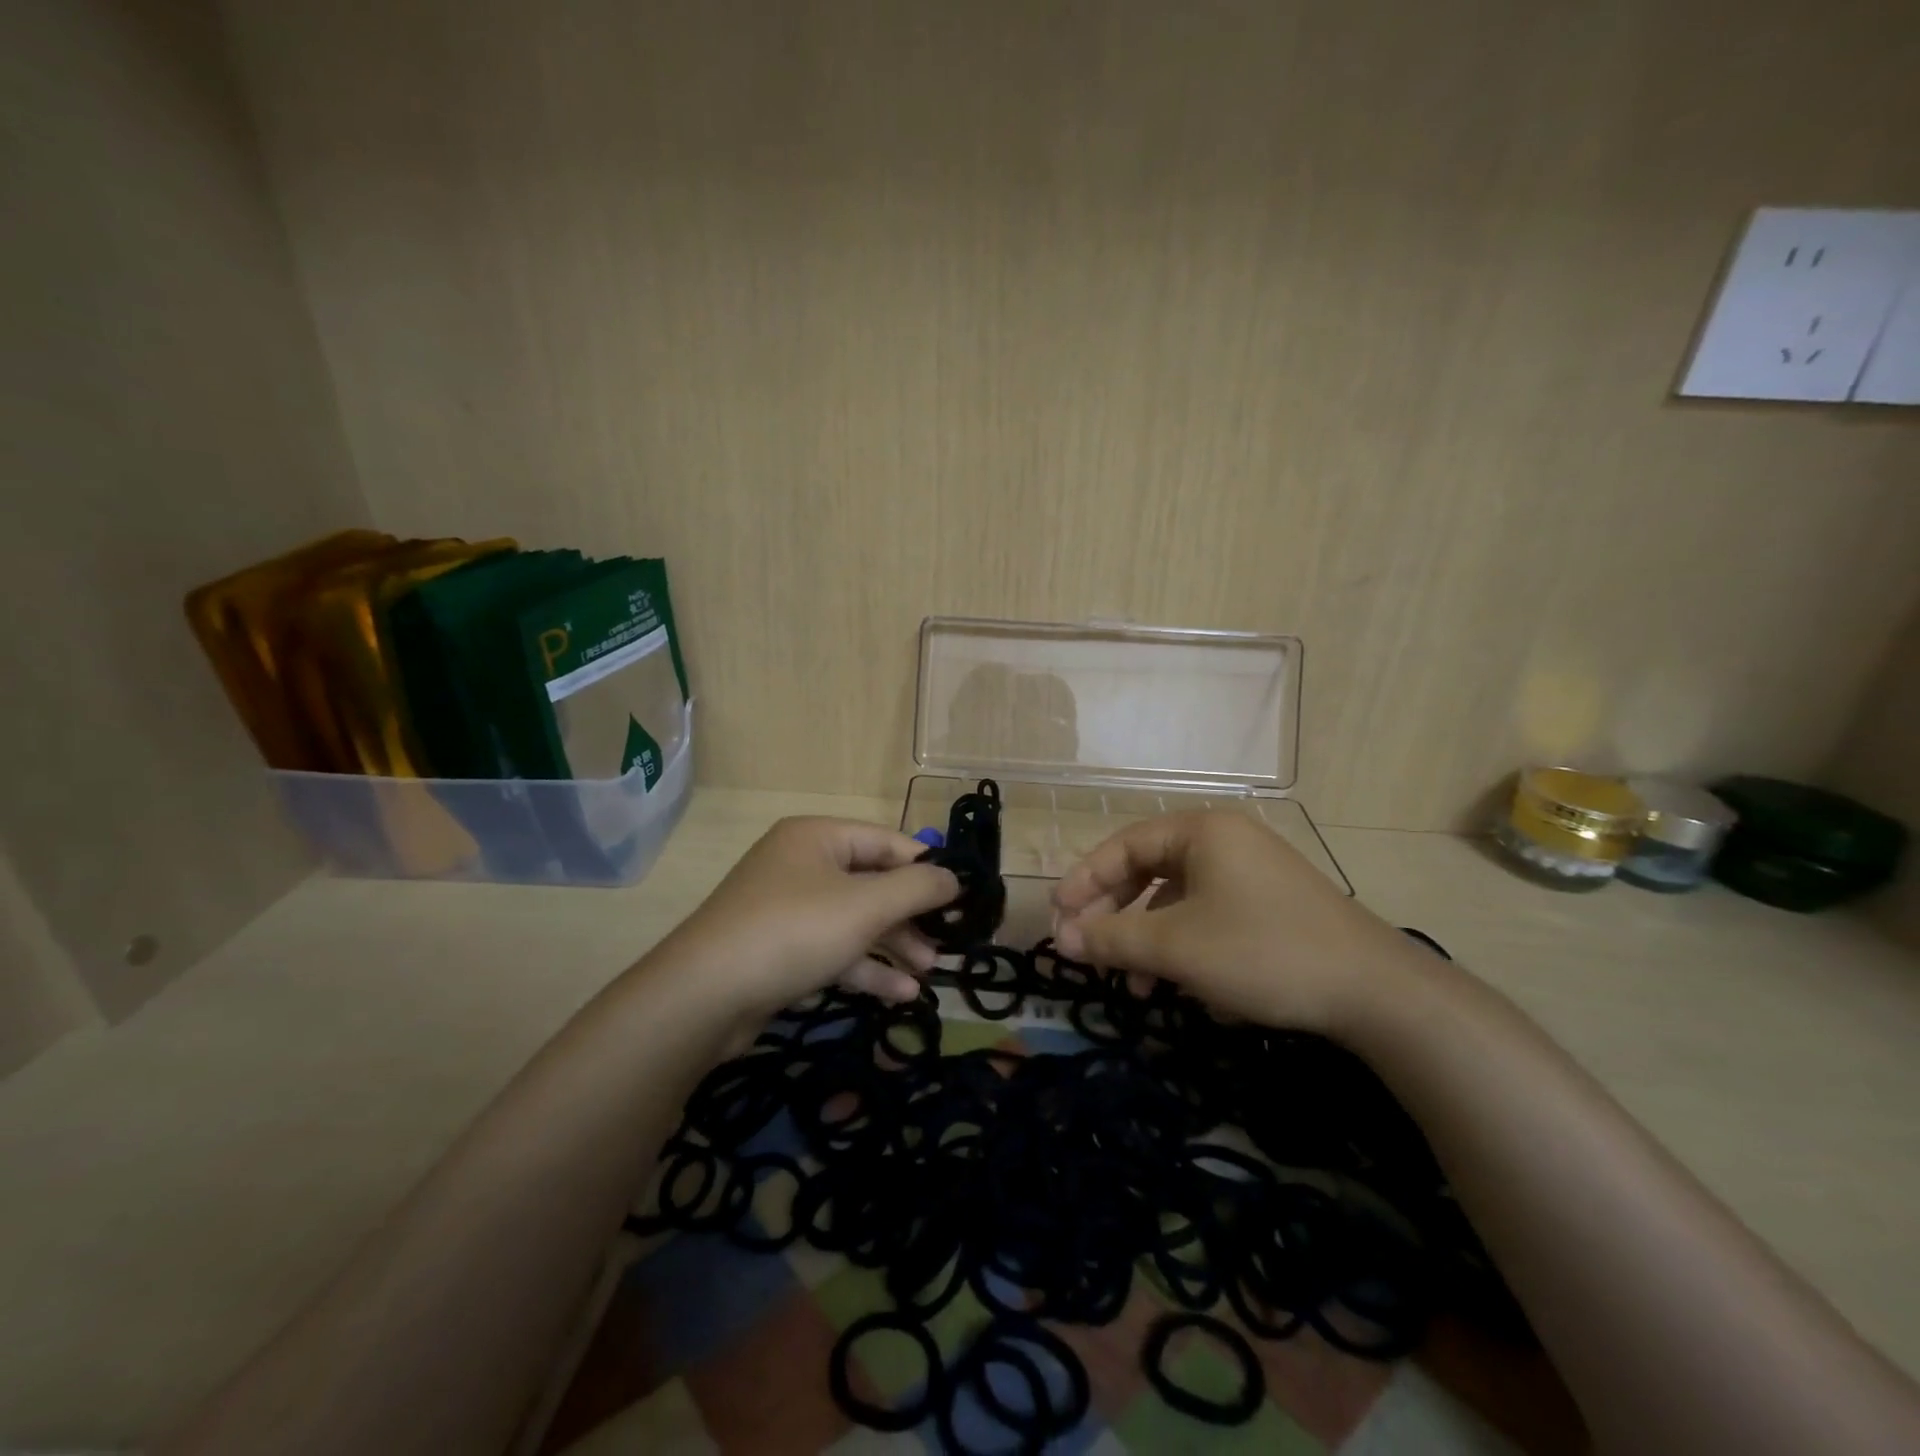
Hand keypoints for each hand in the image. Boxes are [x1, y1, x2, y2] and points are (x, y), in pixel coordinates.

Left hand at [654, 817, 958, 1018]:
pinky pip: (833, 948)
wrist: (705, 996)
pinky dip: (865, 967)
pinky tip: (899, 994)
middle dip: (911, 915)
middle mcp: (802, 864)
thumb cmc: (794, 931)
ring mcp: (788, 907)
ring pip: (855, 919)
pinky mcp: (780, 948)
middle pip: (872, 882)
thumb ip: (917, 888)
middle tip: (945, 943)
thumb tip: (954, 877)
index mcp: (818, 837)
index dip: (927, 868)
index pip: (887, 842)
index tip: (961, 898)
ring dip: (893, 944)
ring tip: (928, 972)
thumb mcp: (865, 906)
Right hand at [1050, 810, 1426, 1035]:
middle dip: (1116, 915)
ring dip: (1149, 939)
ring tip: (1135, 986)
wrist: (1375, 991)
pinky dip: (1186, 946)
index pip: (1123, 846)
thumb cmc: (1262, 952)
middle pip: (1148, 870)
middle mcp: (1225, 841)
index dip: (1084, 882)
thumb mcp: (1176, 947)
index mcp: (1201, 831)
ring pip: (1178, 899)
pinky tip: (1186, 987)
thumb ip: (1112, 939)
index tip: (1058, 919)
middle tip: (1088, 951)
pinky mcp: (1271, 906)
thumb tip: (1060, 940)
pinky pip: (1210, 916)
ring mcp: (1252, 873)